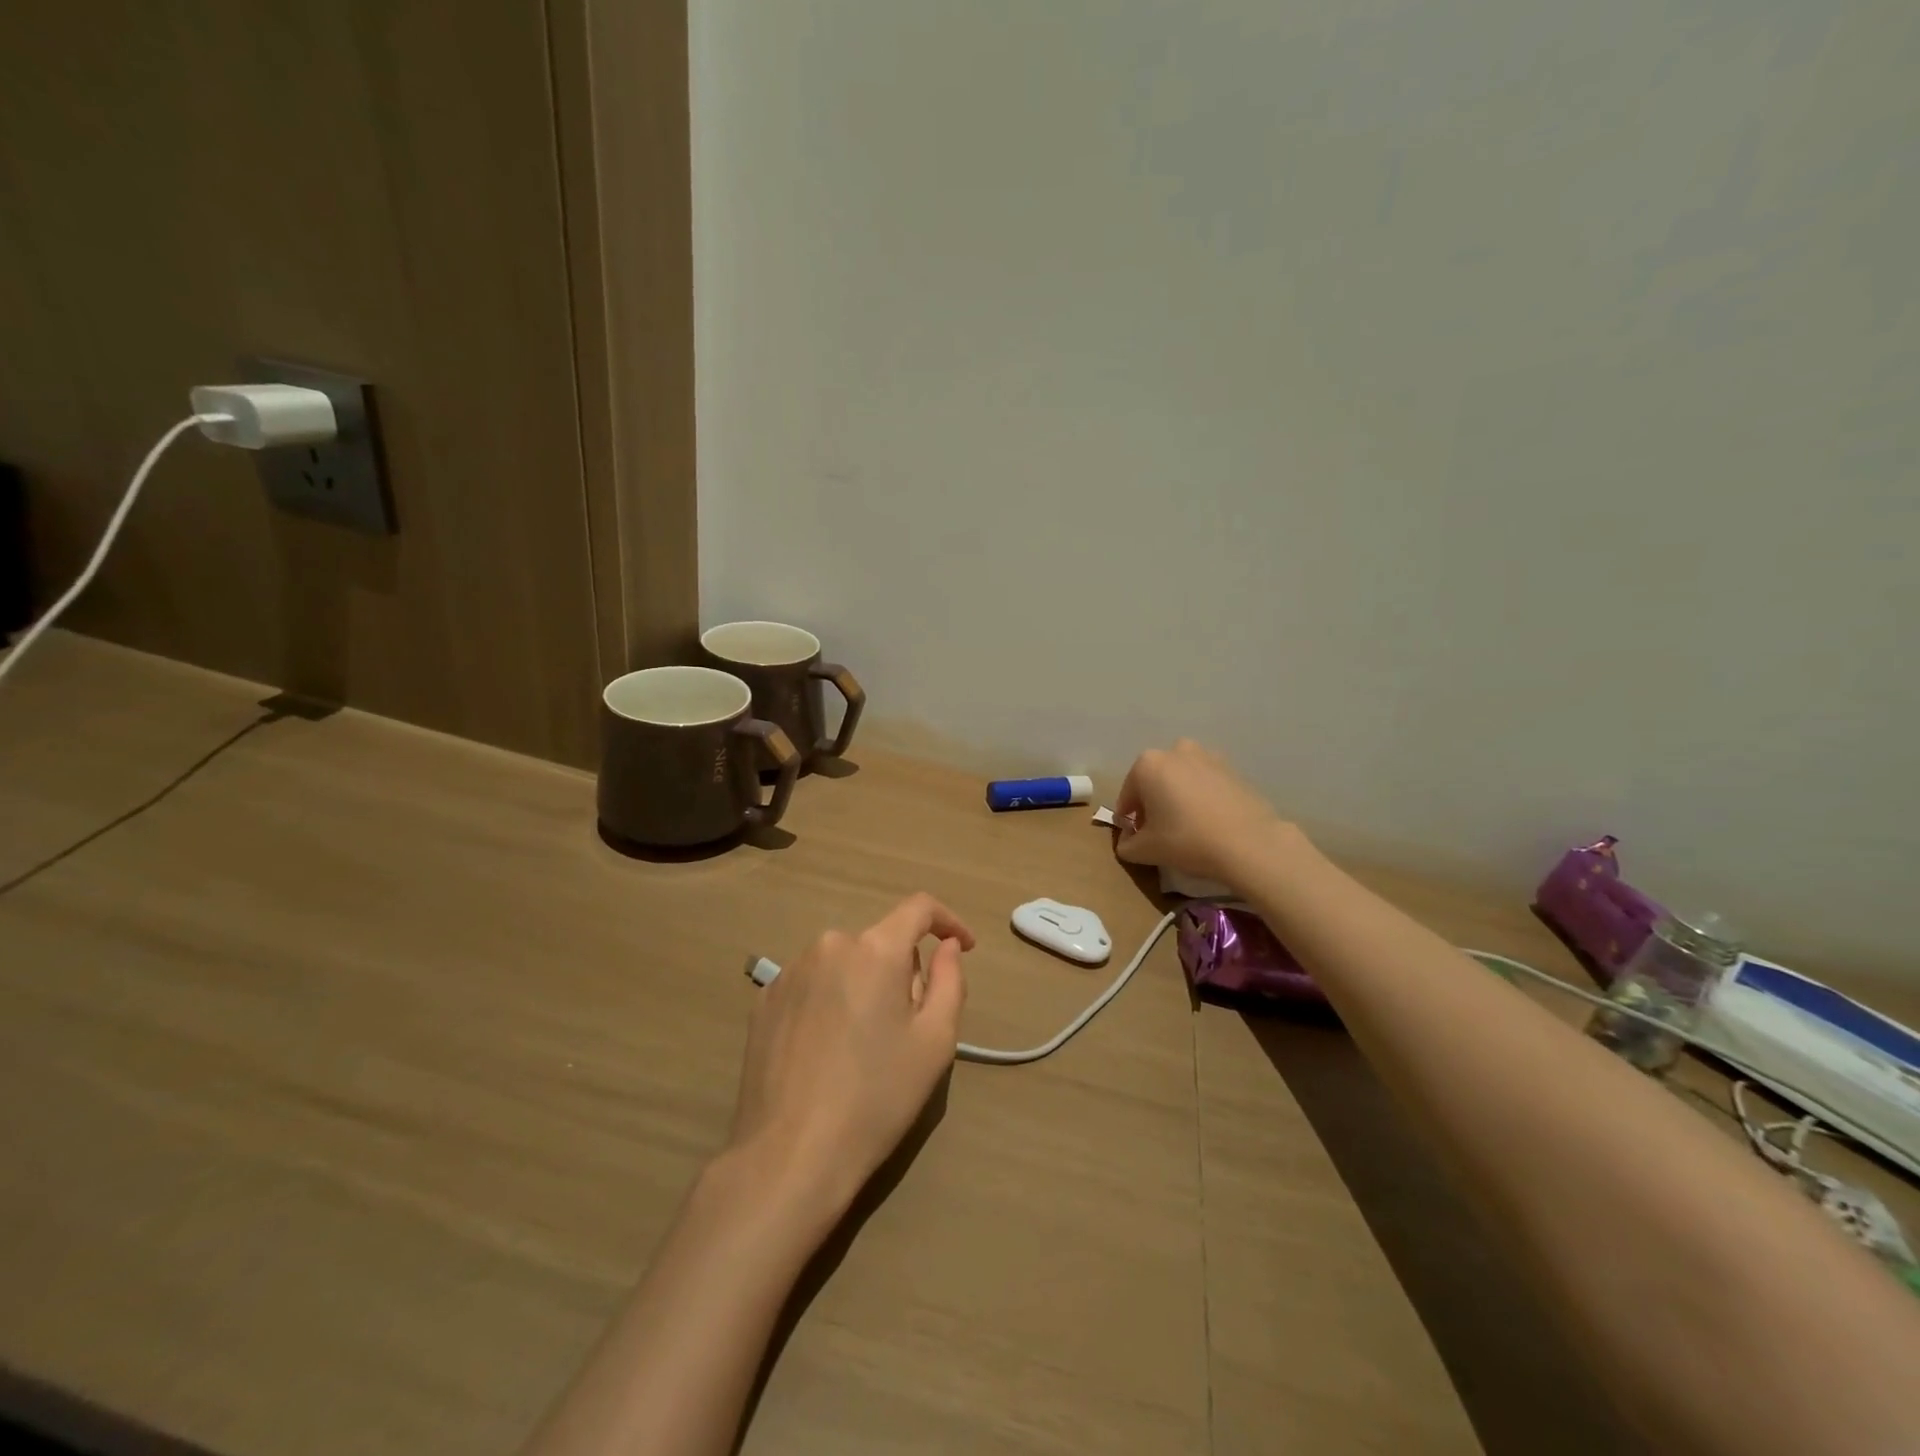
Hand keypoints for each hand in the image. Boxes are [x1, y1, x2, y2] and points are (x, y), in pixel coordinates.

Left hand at [727, 894, 973, 1216]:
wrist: (790, 1154)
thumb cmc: (877, 1097)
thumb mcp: (935, 1042)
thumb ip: (950, 980)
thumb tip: (947, 946)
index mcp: (875, 949)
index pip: (918, 909)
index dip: (948, 921)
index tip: (963, 947)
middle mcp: (829, 945)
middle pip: (881, 943)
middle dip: (901, 972)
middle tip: (907, 1027)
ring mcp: (790, 971)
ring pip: (844, 964)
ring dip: (863, 986)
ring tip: (862, 1046)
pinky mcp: (764, 1000)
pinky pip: (812, 985)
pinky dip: (829, 1002)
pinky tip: (825, 1051)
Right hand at [1114, 739, 1293, 888]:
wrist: (1249, 843)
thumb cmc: (1186, 840)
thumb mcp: (1145, 850)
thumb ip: (1126, 845)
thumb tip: (1127, 842)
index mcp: (1147, 764)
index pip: (1128, 796)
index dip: (1129, 820)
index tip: (1136, 839)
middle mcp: (1175, 751)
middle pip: (1155, 781)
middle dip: (1153, 804)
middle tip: (1160, 833)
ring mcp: (1207, 756)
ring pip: (1181, 778)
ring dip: (1178, 796)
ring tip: (1187, 826)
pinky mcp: (1233, 768)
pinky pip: (1206, 783)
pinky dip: (1202, 797)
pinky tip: (1210, 822)